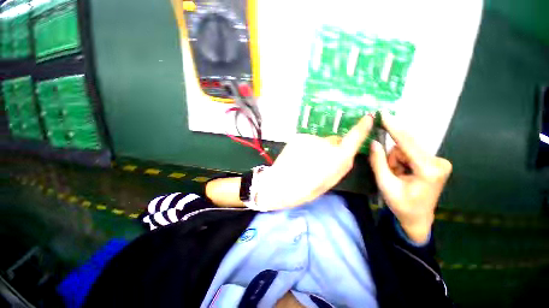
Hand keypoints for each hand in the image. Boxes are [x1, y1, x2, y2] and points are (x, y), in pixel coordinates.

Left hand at [257, 116, 373, 210]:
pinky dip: (305, 147)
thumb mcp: (330, 181)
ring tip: (304, 162)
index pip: (354, 138)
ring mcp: (311, 138)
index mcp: (337, 158)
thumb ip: (341, 164)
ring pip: (319, 141)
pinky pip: (307, 140)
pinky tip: (297, 157)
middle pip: (334, 141)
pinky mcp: (299, 136)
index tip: (368, 117)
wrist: (281, 184)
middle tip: (319, 162)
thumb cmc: (307, 188)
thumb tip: (344, 152)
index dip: (362, 127)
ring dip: (316, 148)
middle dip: (331, 148)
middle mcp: (327, 144)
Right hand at [369, 113, 451, 243]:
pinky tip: (403, 173)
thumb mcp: (385, 184)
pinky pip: (411, 153)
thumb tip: (374, 142)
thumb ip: (378, 162)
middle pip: (406, 146)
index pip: (407, 143)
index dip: (394, 128)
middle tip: (391, 172)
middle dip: (393, 157)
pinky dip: (402, 161)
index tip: (383, 114)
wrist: (417, 218)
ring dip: (396, 160)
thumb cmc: (401, 205)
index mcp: (428, 170)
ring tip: (397, 176)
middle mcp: (438, 162)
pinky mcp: (435, 162)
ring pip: (407, 149)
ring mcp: (439, 162)